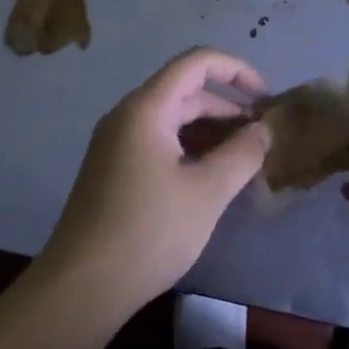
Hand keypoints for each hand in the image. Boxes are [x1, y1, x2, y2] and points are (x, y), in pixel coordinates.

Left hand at [37, 49, 271, 314]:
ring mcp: (116, 143)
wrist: (82, 285)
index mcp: (146, 109)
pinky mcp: (113, 168)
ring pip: (172, 120)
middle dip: (227, 108)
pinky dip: (189, 149)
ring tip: (244, 161)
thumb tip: (264, 130)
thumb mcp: (206, 192)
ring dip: (209, 132)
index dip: (236, 70)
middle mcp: (127, 115)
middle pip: (184, 92)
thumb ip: (241, 154)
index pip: (195, 63)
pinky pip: (158, 142)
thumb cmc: (148, 231)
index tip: (266, 99)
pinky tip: (211, 179)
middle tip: (262, 139)